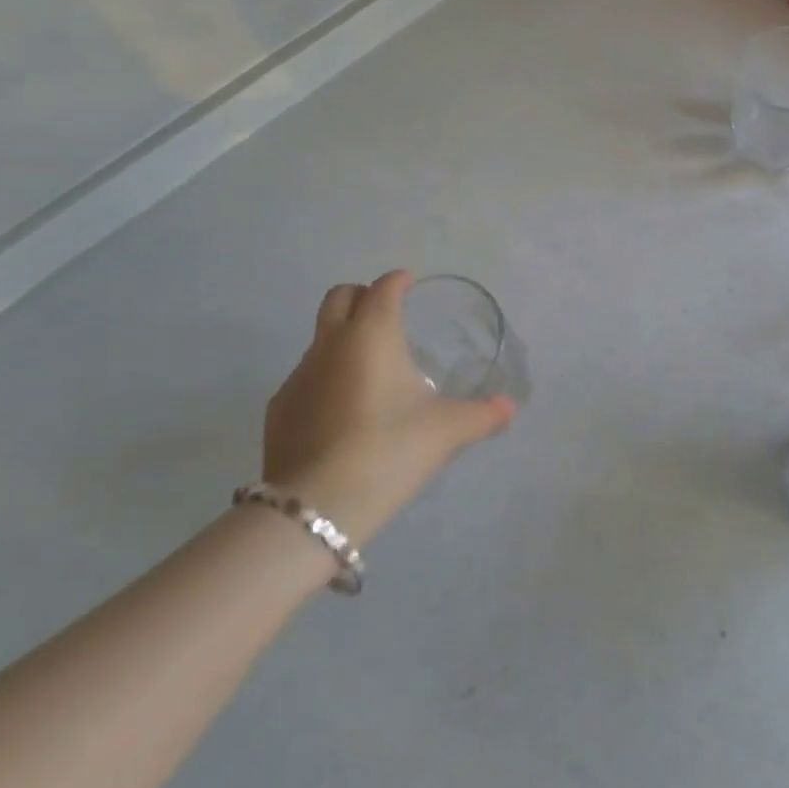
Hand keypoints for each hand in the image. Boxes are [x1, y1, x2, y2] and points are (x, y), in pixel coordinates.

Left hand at [262, 270, 514, 544]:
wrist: (317, 506)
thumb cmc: (390, 449)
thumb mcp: (446, 431)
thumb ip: (482, 414)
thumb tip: (509, 407)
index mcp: (372, 334)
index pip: (383, 288)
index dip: (397, 281)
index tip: (409, 282)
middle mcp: (331, 343)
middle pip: (338, 297)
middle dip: (361, 295)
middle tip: (384, 311)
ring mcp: (298, 375)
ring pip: (320, 339)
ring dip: (341, 339)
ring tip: (368, 370)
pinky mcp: (279, 409)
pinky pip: (305, 378)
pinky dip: (324, 379)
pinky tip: (341, 411)